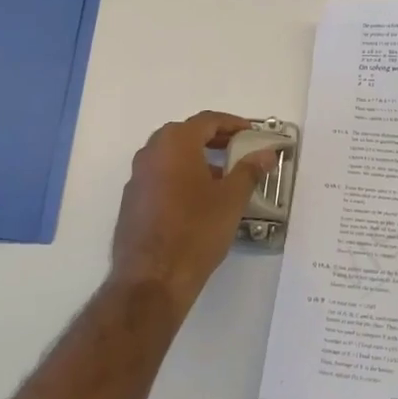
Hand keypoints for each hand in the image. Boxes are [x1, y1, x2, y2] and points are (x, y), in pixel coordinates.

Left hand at [109, 112, 276, 315]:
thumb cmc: (196, 230)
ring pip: (170, 156)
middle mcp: (150, 153)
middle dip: (213, 139)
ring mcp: (136, 177)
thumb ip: (249, 171)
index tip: (251, 133)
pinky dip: (179, 177)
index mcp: (175, 143)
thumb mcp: (231, 199)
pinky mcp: (131, 201)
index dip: (232, 124)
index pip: (207, 120)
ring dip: (195, 159)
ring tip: (221, 177)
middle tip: (237, 149)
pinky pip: (159, 177)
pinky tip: (196, 200)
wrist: (153, 278)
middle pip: (185, 134)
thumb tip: (266, 154)